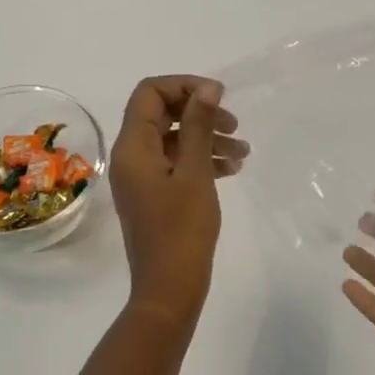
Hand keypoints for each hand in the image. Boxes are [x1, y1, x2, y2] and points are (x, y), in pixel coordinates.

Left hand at [110, 76, 247, 323]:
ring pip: (174, 140)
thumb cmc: (182, 229)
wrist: (169, 289)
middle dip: (200, 112)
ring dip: (207, 138)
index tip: (218, 96)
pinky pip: (177, 163)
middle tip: (234, 124)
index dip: (184, 85)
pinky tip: (232, 169)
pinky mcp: (155, 194)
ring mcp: (142, 177)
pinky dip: (202, 160)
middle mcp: (132, 156)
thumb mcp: (194, 172)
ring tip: (243, 151)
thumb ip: (199, 126)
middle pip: (162, 113)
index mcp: (133, 146)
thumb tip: (207, 87)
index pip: (149, 92)